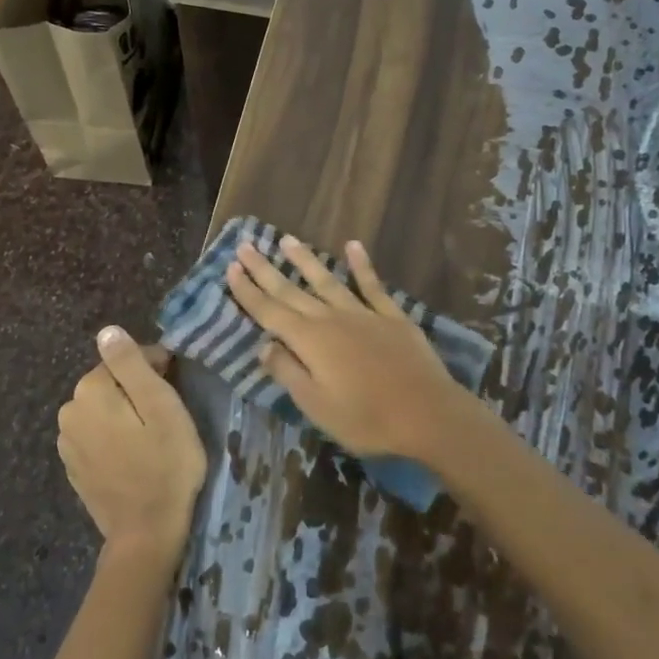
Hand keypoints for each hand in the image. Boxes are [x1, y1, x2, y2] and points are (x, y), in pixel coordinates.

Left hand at [57, 327, 206, 562]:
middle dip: (138, 391)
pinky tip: (134, 456)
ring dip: (125, 414)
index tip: (176, 389)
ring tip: (153, 437)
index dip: (156, 369)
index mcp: (90, 389)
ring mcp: (67, 442)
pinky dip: (114, 437)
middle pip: (111, 383)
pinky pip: (97, 436)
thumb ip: (131, 364)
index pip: (126, 359)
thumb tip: (108, 331)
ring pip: (103, 410)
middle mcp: (69, 410)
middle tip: (168, 416)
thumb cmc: (164, 464)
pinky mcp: (74, 466)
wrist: (145, 534)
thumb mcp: (160, 406)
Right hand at [225, 236, 477, 467]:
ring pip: (327, 280)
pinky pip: (372, 284)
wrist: (428, 414)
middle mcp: (331, 318)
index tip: (230, 268)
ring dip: (305, 260)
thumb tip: (264, 345)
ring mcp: (363, 313)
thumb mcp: (316, 405)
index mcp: (309, 341)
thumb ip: (288, 371)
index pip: (269, 312)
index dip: (248, 291)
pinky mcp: (391, 316)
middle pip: (291, 290)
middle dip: (265, 269)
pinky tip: (352, 245)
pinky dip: (361, 265)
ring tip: (287, 240)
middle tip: (245, 245)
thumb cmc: (366, 418)